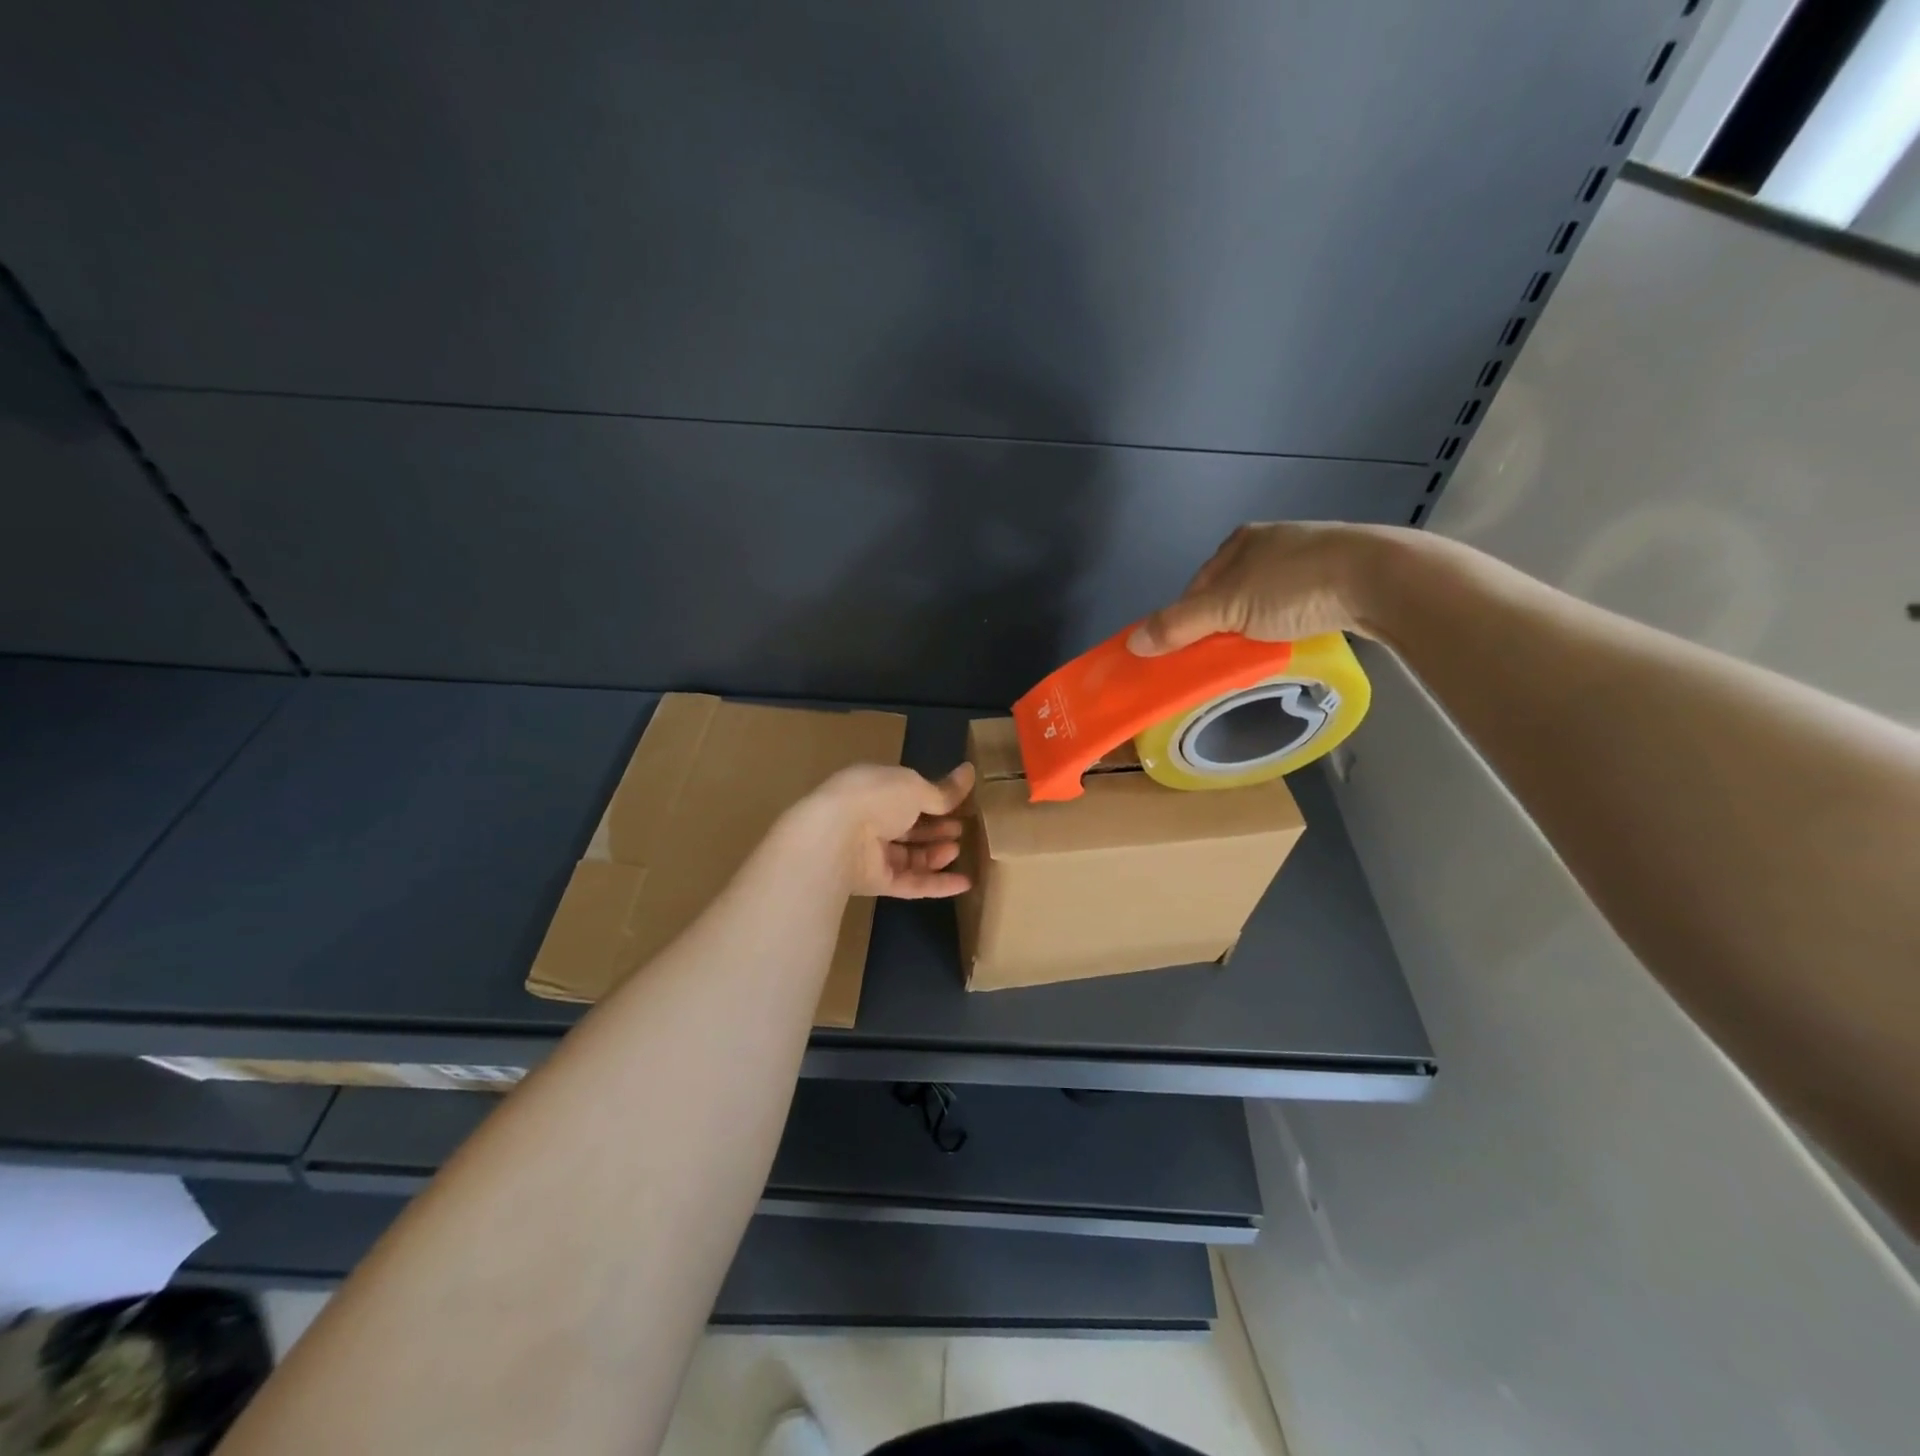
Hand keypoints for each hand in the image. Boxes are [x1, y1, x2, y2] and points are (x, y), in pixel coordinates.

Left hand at [792, 762, 975, 898]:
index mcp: (875, 788)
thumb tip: (969, 772)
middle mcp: (871, 819)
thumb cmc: (877, 798)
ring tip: (958, 850)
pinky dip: (937, 884)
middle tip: (963, 829)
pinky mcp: (876, 882)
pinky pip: (911, 883)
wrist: (837, 838)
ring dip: (937, 854)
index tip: (961, 804)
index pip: (908, 794)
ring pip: (911, 856)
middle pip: (910, 827)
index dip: (934, 799)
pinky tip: (964, 884)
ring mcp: (872, 853)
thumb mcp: (915, 787)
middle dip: (937, 828)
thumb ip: (943, 790)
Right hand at [1127, 522, 1404, 654]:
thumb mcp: (1227, 607)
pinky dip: (1286, 624)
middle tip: (1222, 659)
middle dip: (1222, 627)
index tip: (1188, 654)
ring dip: (1254, 628)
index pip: (1196, 588)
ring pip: (1263, 602)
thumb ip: (1178, 625)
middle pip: (1228, 595)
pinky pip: (1295, 606)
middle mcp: (1269, 543)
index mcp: (1238, 542)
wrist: (1378, 578)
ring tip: (1257, 654)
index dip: (1187, 621)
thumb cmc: (1293, 585)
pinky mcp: (1336, 576)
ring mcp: (1306, 557)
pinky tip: (1290, 640)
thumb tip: (1132, 643)